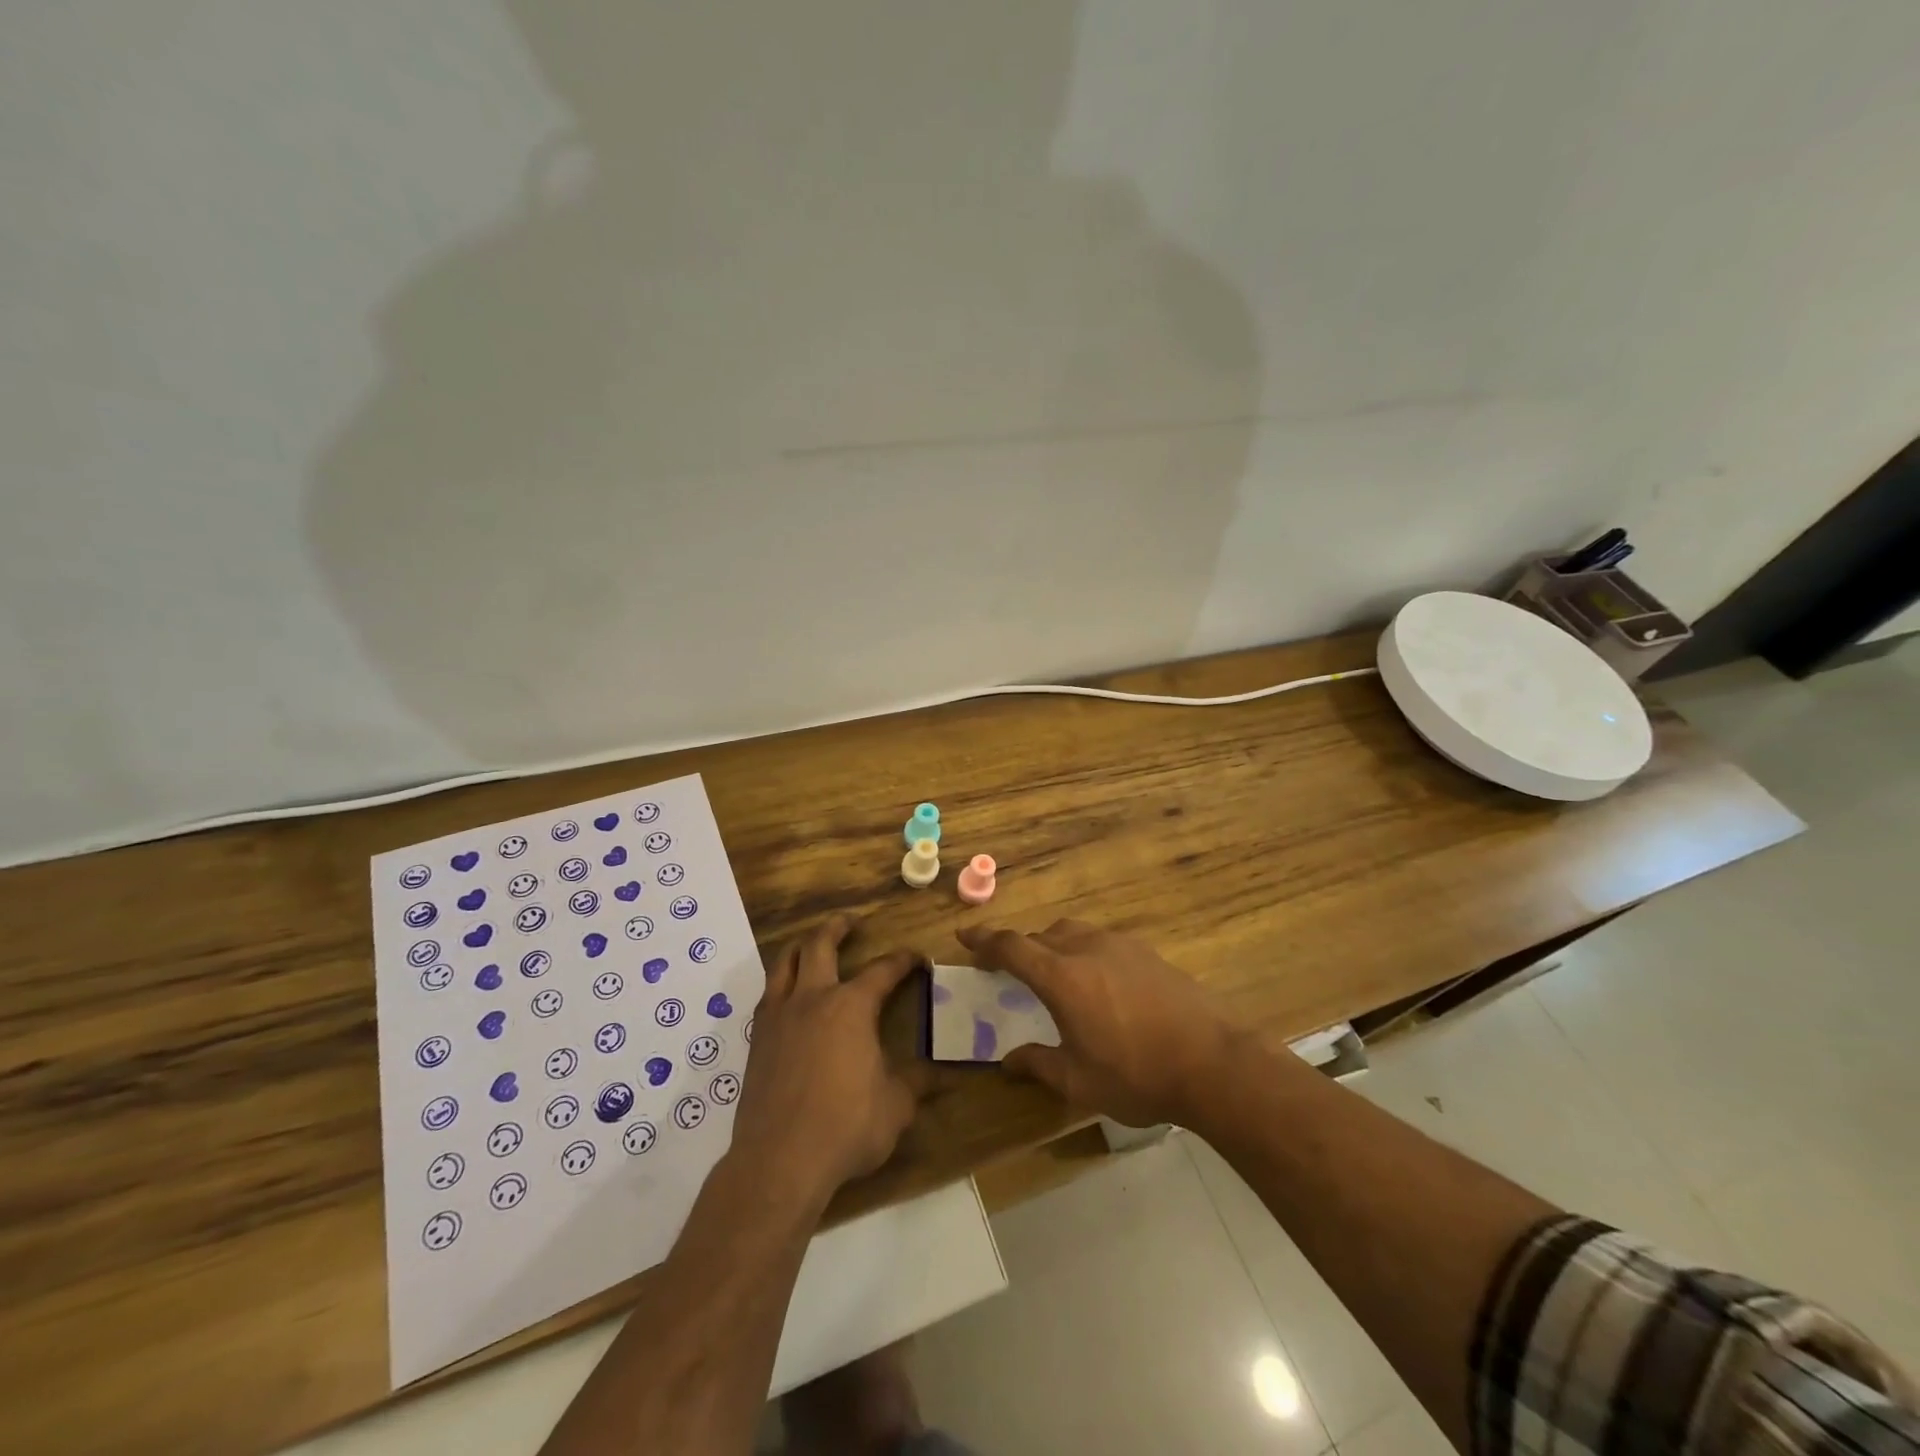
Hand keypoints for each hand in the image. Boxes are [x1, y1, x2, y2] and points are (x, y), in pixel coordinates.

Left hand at [731, 916, 920, 1209]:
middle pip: (820, 945)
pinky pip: (768, 995)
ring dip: (801, 947)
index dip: (903, 961)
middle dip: (837, 928)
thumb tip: (944, 1073)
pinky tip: (787, 996)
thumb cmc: (846, 1127)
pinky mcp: (757, 1040)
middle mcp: (813, 999)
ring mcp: (779, 1017)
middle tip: (849, 922)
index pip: (883, 970)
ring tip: (811, 945)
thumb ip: (917, 1082)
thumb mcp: (896, 1106)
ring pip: (785, 963)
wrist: (779, 1160)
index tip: (918, 959)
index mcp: (852, 1007)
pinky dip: (781, 984)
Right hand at [957, 920, 1238, 1127]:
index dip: (985, 940)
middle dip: (1019, 948)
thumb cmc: (1138, 1075)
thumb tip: (1008, 1060)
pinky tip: (1097, 982)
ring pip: (1073, 932)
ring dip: (1053, 946)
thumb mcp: (1079, 1081)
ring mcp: (1121, 946)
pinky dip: (1084, 951)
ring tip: (1052, 973)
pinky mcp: (1148, 953)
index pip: (1012, 947)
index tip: (965, 936)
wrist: (1214, 1063)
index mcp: (1062, 977)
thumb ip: (1039, 1064)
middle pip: (1042, 935)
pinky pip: (1101, 941)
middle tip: (1007, 969)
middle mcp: (1087, 949)